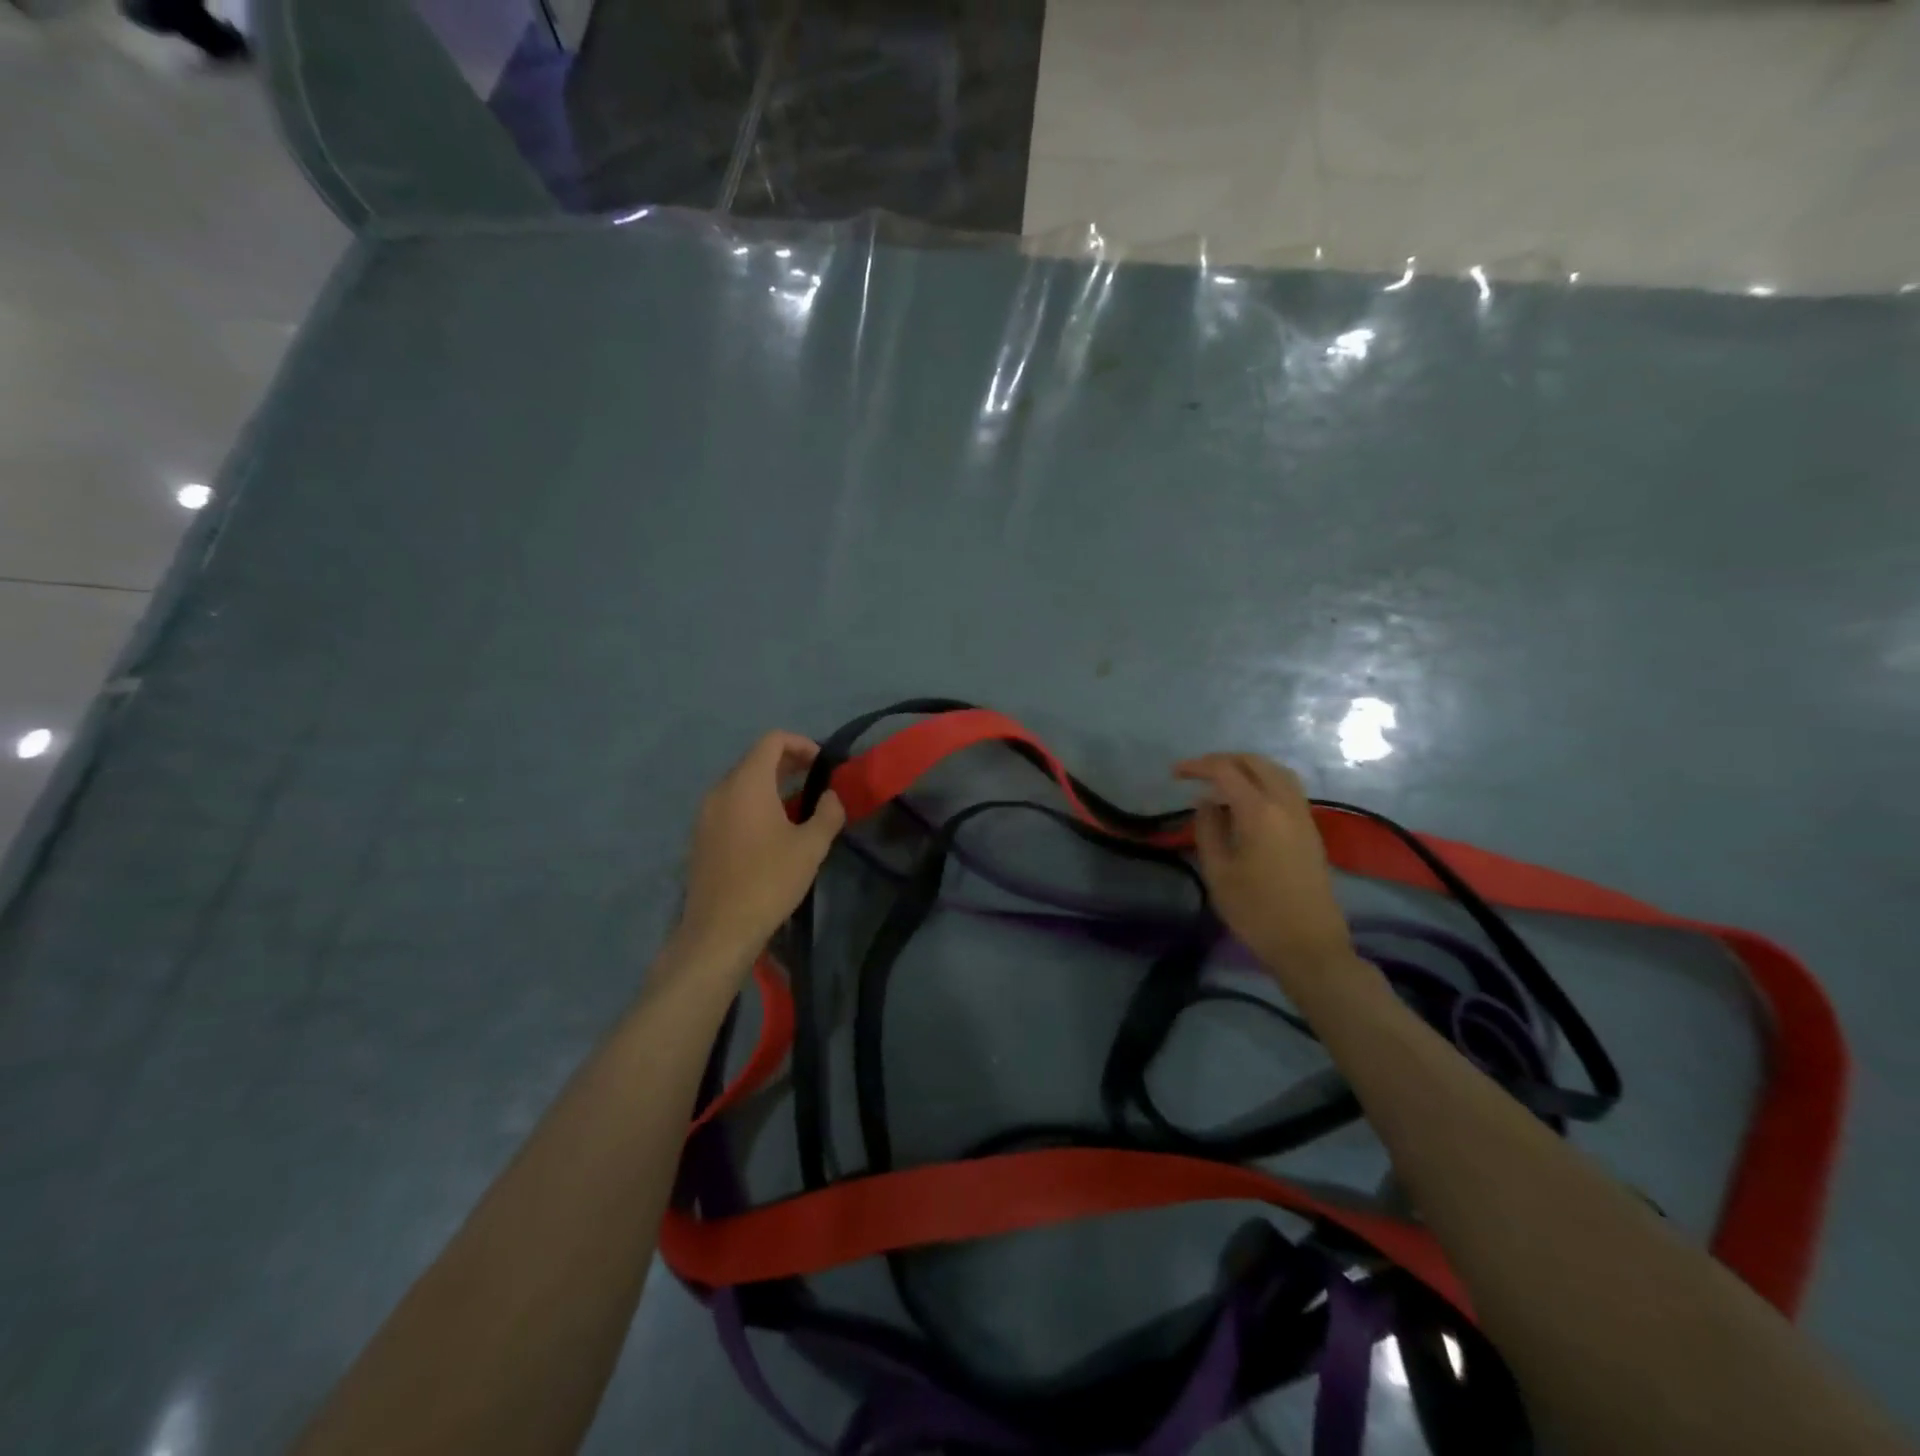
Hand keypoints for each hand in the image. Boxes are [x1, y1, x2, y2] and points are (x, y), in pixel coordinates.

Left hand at [675, 731, 845, 968]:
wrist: (720, 929)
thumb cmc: (769, 880)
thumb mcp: (811, 846)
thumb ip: (828, 813)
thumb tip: (831, 796)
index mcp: (747, 783)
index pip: (772, 740)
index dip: (802, 744)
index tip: (823, 764)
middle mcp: (721, 790)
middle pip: (755, 759)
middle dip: (789, 763)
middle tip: (817, 781)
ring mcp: (706, 813)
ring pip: (742, 783)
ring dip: (772, 785)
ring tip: (799, 807)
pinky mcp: (702, 835)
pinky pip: (731, 804)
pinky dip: (754, 803)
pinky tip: (773, 831)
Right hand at [1173, 752, 1354, 988]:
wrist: (1309, 946)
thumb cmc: (1256, 912)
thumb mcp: (1218, 872)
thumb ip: (1207, 830)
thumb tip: (1204, 803)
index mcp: (1259, 812)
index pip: (1226, 771)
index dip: (1197, 766)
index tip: (1174, 774)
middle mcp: (1285, 805)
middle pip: (1256, 763)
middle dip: (1224, 760)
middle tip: (1196, 772)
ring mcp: (1303, 816)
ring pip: (1277, 772)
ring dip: (1247, 767)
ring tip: (1221, 780)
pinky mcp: (1310, 830)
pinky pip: (1288, 789)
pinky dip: (1264, 781)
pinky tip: (1246, 800)